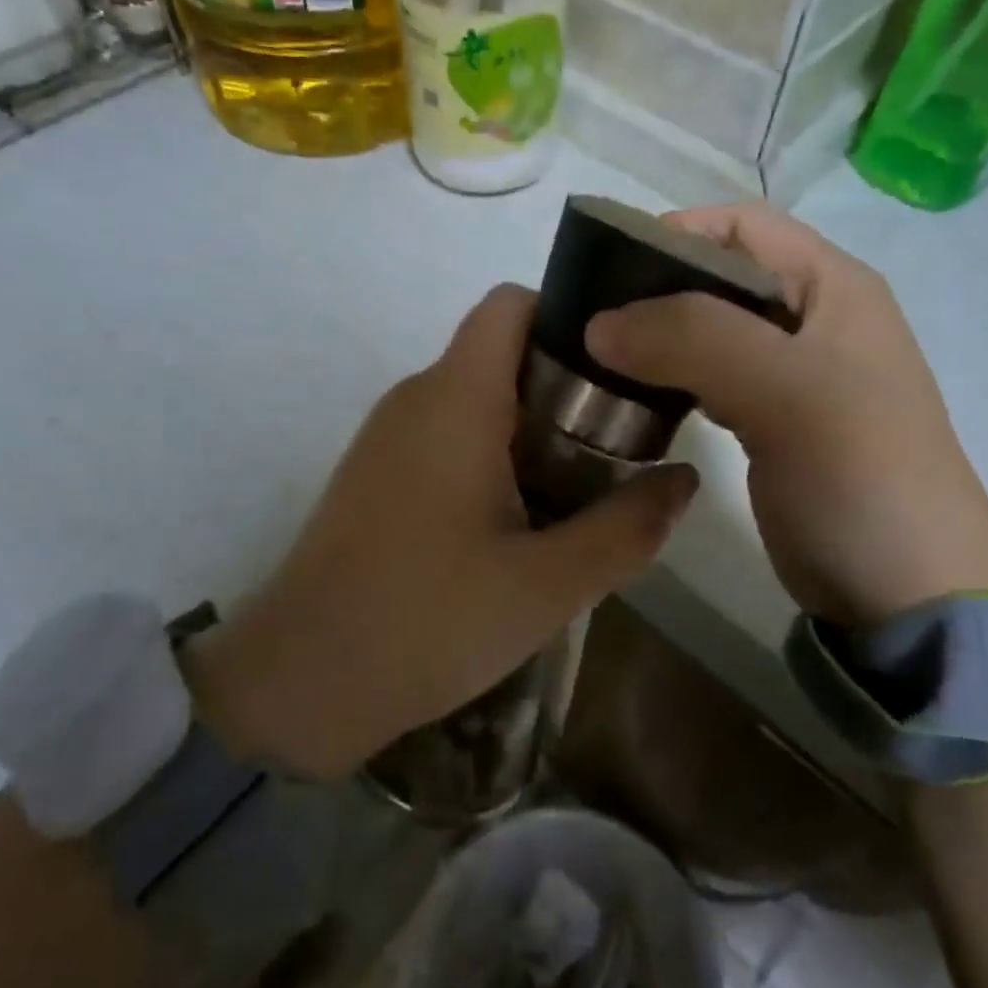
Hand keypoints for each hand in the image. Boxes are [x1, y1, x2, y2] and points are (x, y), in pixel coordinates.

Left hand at [184, 285, 698, 777]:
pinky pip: (448, 437)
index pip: (512, 304)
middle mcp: (416, 398)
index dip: (571, 318)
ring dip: (534, 430)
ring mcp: (388, 436)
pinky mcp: (375, 475)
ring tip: (584, 489)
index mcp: (456, 398)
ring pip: (477, 400)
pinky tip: (522, 522)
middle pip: (503, 353)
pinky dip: (495, 457)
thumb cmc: (428, 621)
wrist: (301, 682)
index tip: (623, 371)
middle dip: (568, 388)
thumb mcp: (548, 584)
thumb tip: (685, 480)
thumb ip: (627, 527)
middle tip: (622, 446)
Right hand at [585, 205, 987, 628]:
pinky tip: (634, 398)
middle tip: (587, 323)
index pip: (741, 225)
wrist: (906, 590)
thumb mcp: (786, 392)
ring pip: (707, 331)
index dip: (673, 232)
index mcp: (830, 286)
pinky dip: (669, 380)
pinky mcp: (770, 423)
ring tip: (597, 360)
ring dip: (655, 338)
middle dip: (652, 291)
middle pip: (717, 277)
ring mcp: (790, 375)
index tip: (605, 272)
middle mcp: (810, 319)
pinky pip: (708, 381)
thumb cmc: (859, 475)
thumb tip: (600, 322)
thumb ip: (694, 339)